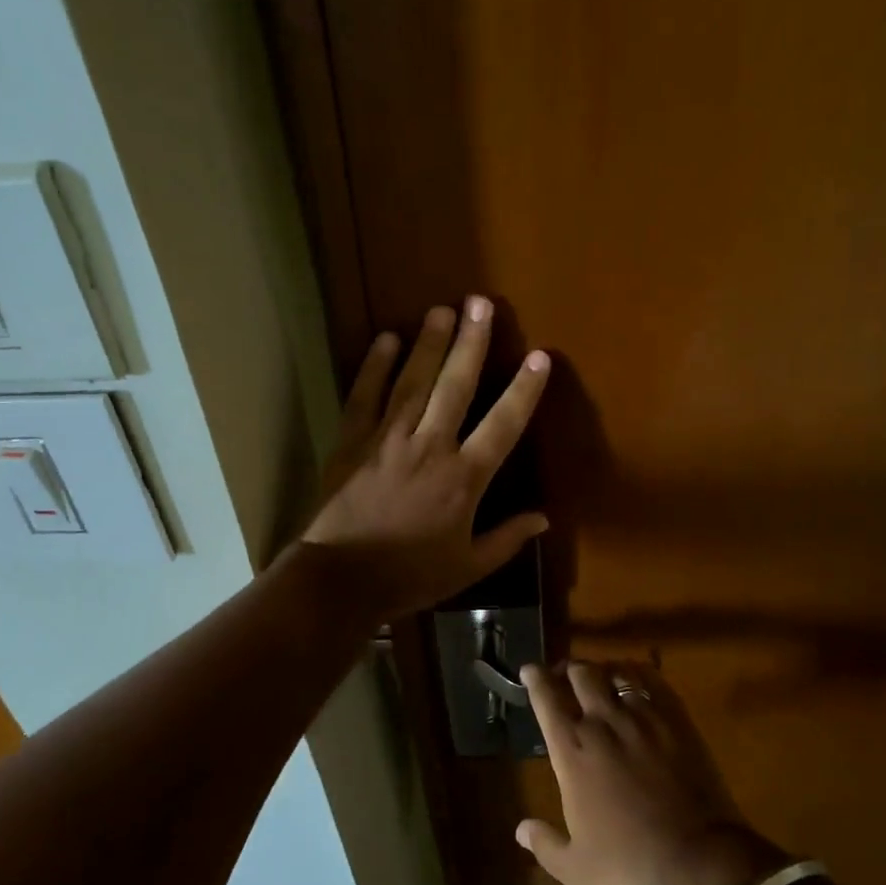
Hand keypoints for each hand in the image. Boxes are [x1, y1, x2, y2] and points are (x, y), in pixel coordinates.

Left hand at [304, 297, 550, 619]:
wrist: (340, 581)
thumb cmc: (409, 576)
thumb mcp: (467, 567)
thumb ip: (507, 539)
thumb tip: (545, 518)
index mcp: (463, 479)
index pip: (503, 426)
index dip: (524, 391)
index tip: (540, 357)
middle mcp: (430, 447)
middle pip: (456, 386)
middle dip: (471, 343)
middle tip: (481, 304)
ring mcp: (387, 439)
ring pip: (413, 382)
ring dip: (430, 344)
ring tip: (442, 309)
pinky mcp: (352, 441)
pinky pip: (365, 396)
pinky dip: (375, 367)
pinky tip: (387, 339)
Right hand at [516, 660, 785, 884]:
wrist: (696, 862)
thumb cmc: (628, 865)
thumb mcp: (575, 869)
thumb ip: (545, 844)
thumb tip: (520, 830)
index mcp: (571, 751)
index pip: (545, 698)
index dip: (534, 678)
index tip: (529, 670)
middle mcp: (601, 722)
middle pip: (580, 674)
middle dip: (569, 669)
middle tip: (566, 675)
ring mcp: (641, 717)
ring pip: (615, 672)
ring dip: (602, 670)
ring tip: (600, 675)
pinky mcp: (674, 719)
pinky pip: (652, 680)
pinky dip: (638, 673)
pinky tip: (636, 679)